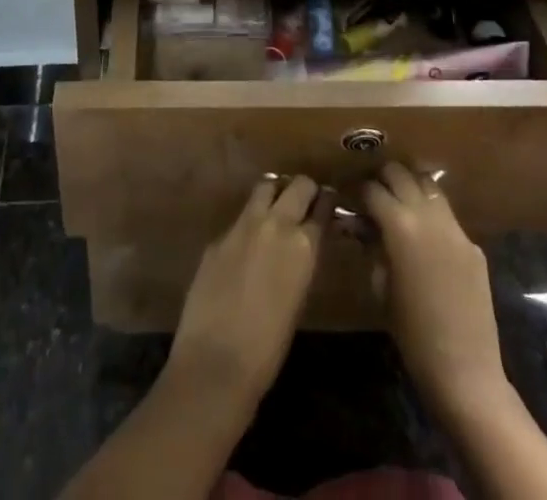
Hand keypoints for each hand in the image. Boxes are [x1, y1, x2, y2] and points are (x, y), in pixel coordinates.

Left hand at [168, 176, 325, 410]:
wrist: (217, 361)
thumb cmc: (269, 348)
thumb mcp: (299, 299)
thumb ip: (301, 262)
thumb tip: (302, 246)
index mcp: (303, 246)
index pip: (322, 207)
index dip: (326, 203)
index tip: (329, 202)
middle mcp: (275, 224)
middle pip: (297, 186)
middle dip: (305, 189)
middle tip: (307, 200)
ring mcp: (243, 225)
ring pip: (265, 188)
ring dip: (275, 193)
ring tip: (277, 207)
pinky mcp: (218, 236)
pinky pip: (240, 218)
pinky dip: (250, 222)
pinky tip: (248, 243)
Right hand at [363, 163, 507, 420]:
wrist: (464, 370)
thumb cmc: (411, 333)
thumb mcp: (380, 287)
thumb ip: (371, 247)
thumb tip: (361, 226)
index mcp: (400, 226)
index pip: (373, 190)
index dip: (358, 190)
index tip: (350, 195)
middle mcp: (428, 216)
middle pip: (402, 175)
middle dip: (384, 178)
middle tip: (373, 191)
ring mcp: (455, 229)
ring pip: (429, 187)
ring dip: (411, 187)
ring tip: (399, 201)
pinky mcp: (473, 246)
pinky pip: (448, 218)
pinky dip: (432, 216)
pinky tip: (426, 236)